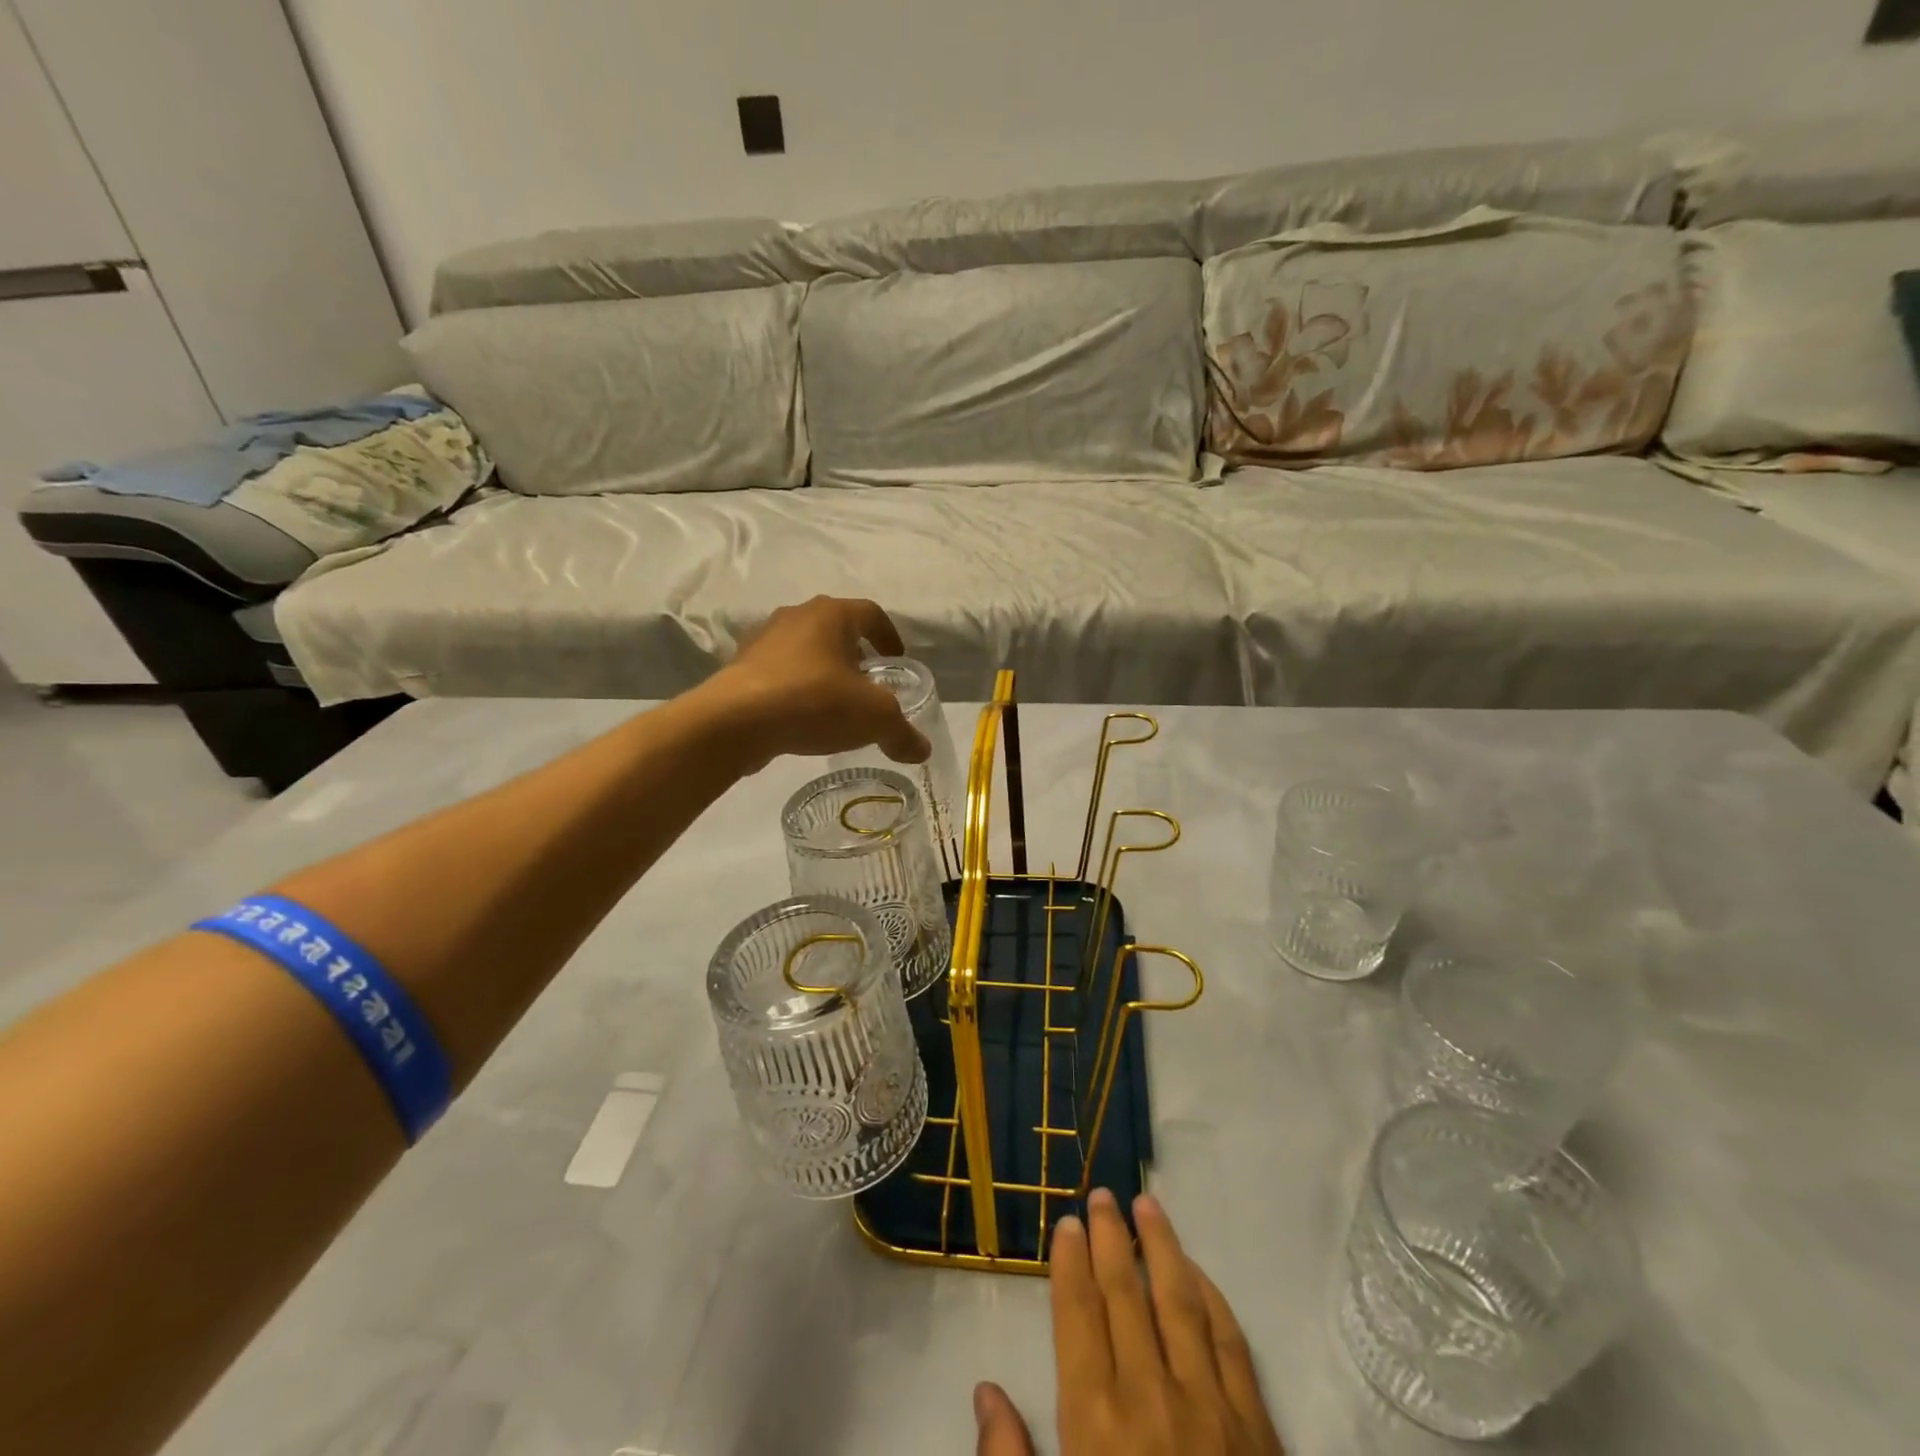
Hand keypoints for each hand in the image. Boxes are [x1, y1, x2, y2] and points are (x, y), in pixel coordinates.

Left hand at [701, 596, 930, 772]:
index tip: (897, 662)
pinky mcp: (741, 668)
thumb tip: (922, 750)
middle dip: (856, 656)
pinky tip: (803, 719)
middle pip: (837, 630)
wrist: (736, 721)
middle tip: (870, 685)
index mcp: (832, 614)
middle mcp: (796, 616)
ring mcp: (763, 640)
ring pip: (806, 650)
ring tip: (836, 705)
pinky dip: (797, 689)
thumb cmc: (814, 701)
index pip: (872, 613)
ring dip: (824, 672)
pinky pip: (780, 673)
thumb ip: (901, 732)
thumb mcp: (873, 718)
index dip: (890, 637)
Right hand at [974, 1190, 1284, 1455]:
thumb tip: (986, 1392)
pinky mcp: (1260, 1432)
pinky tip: (1199, 1273)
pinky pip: (1233, 1345)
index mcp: (1097, 1424)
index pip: (1079, 1315)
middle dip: (1111, 1238)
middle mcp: (1151, 1399)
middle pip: (1126, 1294)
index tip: (1068, 1222)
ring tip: (1149, 1204)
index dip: (1070, 1263)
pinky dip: (1214, 1299)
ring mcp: (1212, 1411)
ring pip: (1181, 1302)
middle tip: (1103, 1193)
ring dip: (1163, 1247)